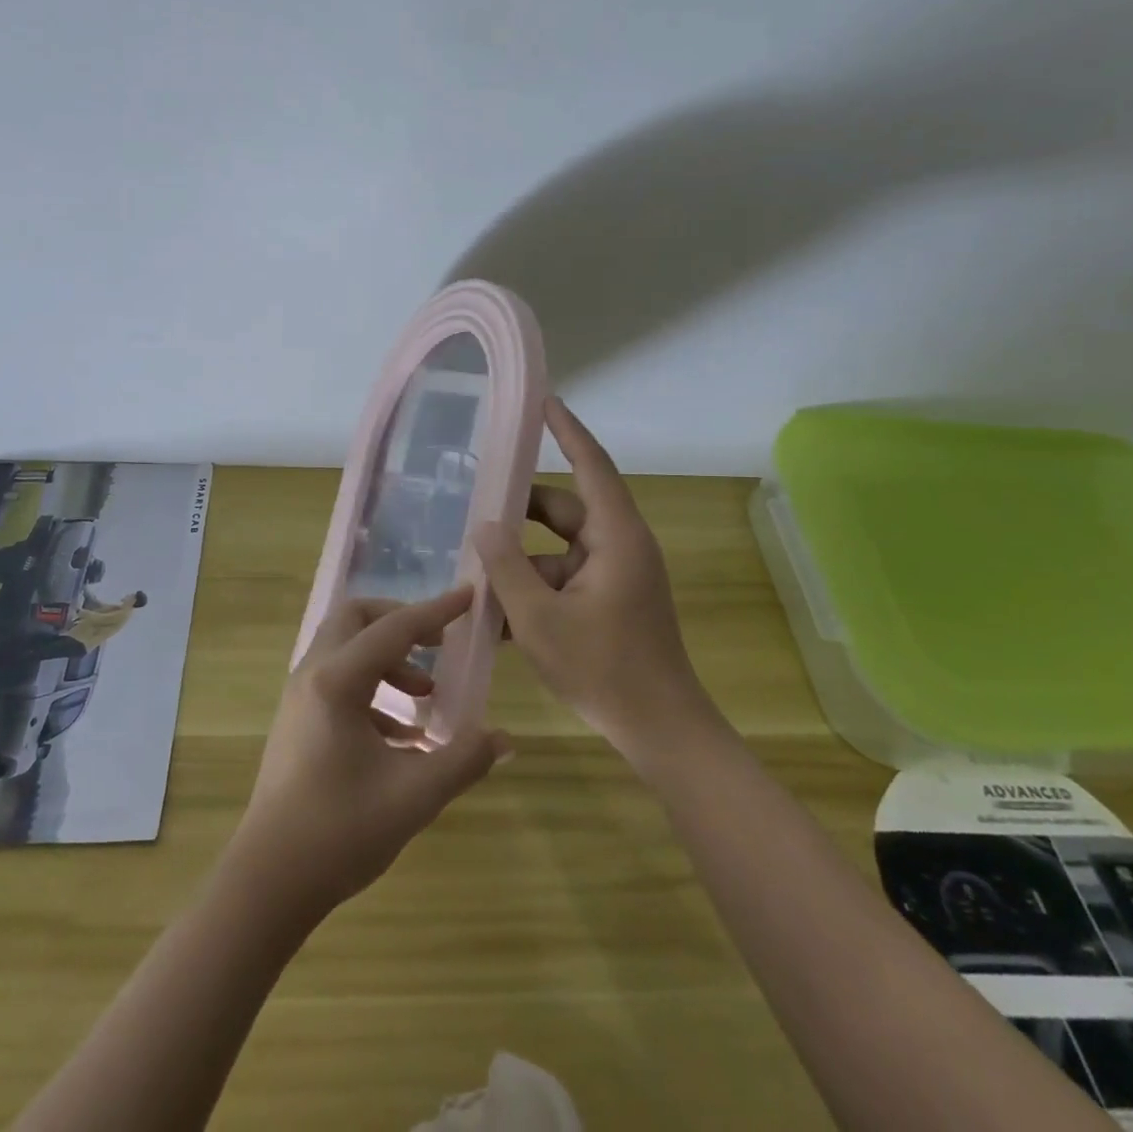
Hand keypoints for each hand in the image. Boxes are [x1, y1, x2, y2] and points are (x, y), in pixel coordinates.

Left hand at [225, 589, 510, 923]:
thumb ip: (463, 759)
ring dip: (388, 658)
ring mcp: (300, 697)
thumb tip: (503, 739)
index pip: (394, 628)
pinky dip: (373, 689)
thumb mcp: (414, 796)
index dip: (436, 610)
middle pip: (356, 619)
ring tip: (427, 694)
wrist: (268, 882)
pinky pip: (338, 680)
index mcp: (337, 681)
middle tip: (438, 643)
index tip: (468, 596)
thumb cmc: (339, 832)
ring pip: (345, 648)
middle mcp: (313, 675)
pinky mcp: (297, 721)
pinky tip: (403, 735)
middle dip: (400, 621)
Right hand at [475, 398, 719, 767]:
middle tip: (473, 504)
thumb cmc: (604, 669)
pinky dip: (533, 588)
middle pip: (563, 510)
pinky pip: (563, 579)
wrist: (660, 730)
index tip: (543, 401)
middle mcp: (618, 546)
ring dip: (520, 560)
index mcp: (616, 537)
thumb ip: (506, 568)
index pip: (591, 465)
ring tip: (472, 569)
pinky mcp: (607, 601)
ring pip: (557, 549)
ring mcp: (614, 576)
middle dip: (519, 510)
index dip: (567, 430)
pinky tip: (493, 613)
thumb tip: (485, 525)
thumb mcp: (539, 618)